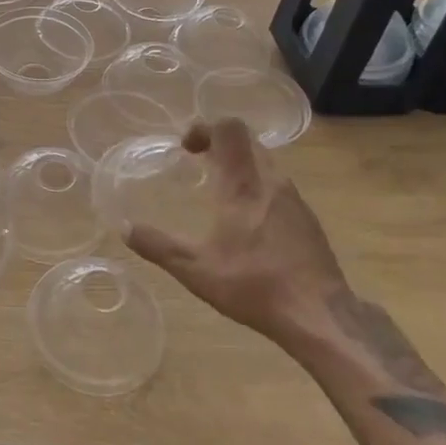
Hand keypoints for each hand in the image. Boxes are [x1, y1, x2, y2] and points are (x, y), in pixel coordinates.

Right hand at [124, 118, 349, 340]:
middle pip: (247, 140)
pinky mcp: (308, 219)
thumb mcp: (195, 270)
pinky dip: (258, 187)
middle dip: (220, 144)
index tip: (186, 148)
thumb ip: (158, 246)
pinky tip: (249, 223)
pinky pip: (278, 185)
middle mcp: (270, 181)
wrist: (321, 317)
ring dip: (240, 165)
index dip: (205, 127)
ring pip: (265, 162)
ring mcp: (294, 198)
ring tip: (220, 192)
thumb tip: (125, 228)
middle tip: (198, 163)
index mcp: (242, 184)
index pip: (228, 128)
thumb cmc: (254, 286)